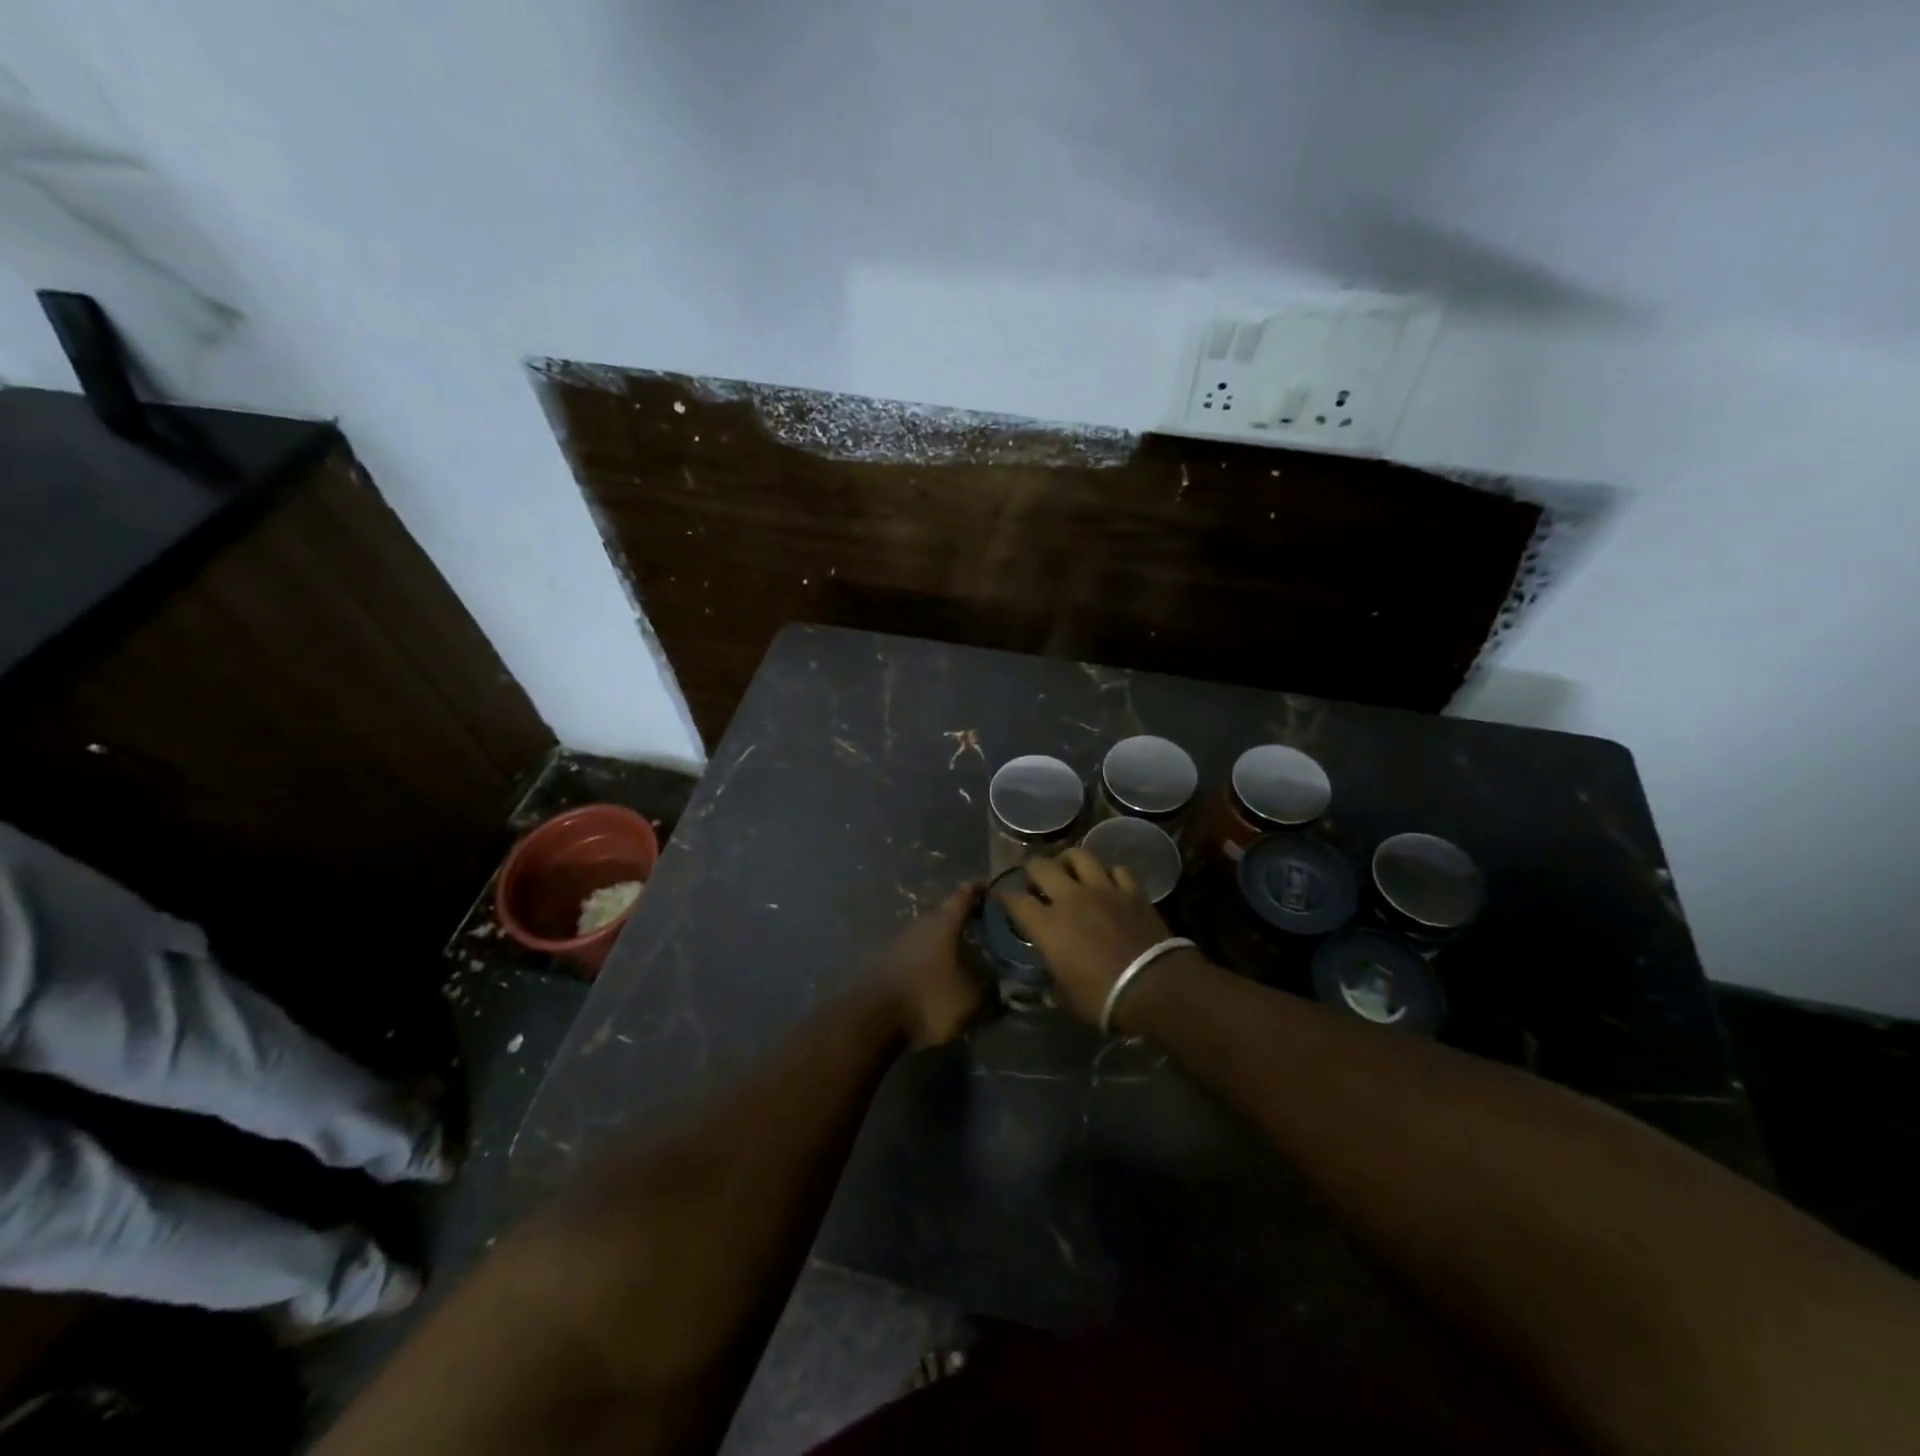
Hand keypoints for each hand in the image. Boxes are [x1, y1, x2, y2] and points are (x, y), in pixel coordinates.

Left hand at [872, 883, 986, 1047]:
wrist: (872, 1018)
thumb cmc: (929, 999)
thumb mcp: (971, 999)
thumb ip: (993, 990)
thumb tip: (1011, 985)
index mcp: (944, 922)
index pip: (964, 895)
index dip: (979, 889)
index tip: (991, 886)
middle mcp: (920, 923)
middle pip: (945, 913)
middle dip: (963, 918)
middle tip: (984, 925)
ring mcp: (899, 941)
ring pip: (928, 933)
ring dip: (944, 940)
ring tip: (963, 951)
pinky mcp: (886, 961)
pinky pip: (915, 952)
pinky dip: (929, 957)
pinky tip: (937, 972)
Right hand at [998, 849, 1178, 1027]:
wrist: (1153, 987)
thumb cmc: (1103, 998)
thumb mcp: (1067, 997)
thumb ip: (1054, 979)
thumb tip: (1053, 977)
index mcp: (1047, 926)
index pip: (1016, 900)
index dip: (1005, 896)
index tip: (1003, 897)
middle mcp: (1070, 898)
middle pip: (1042, 866)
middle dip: (1032, 869)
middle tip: (1035, 879)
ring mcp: (1103, 889)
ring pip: (1080, 856)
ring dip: (1069, 860)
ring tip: (1068, 868)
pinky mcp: (1132, 891)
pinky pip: (1117, 869)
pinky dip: (1109, 873)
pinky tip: (1108, 881)